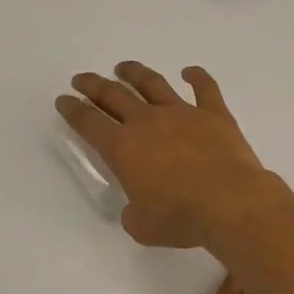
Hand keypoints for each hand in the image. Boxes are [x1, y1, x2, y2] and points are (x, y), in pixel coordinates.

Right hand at [56, 62, 277, 249]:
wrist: (230, 202)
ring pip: (153, 83)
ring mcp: (182, 113)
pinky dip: (197, 76)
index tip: (63, 100)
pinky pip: (205, 88)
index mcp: (122, 148)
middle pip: (114, 95)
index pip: (88, 122)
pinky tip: (190, 71)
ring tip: (123, 67)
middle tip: (82, 79)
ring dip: (135, 73)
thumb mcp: (142, 226)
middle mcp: (147, 122)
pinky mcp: (215, 114)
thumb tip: (137, 207)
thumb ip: (133, 213)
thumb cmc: (181, 217)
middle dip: (94, 85)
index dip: (72, 110)